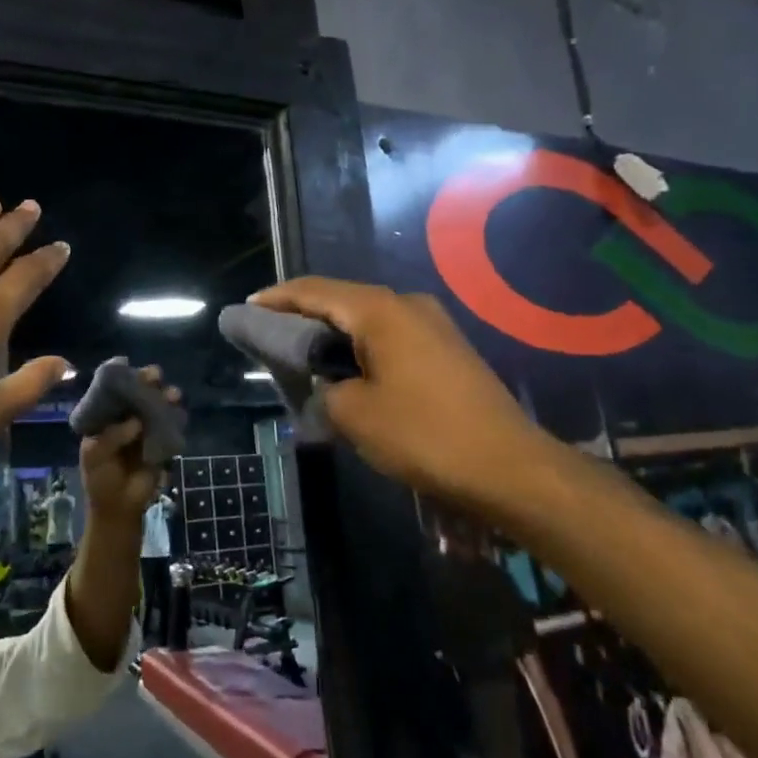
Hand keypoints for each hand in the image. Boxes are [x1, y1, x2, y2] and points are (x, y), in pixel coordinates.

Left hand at [78, 365, 180, 526]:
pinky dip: (177, 416)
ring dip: (166, 396)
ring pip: (157, 404)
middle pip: (138, 391)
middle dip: (147, 380)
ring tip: (172, 395)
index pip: (111, 389)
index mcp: (105, 415)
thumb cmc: (100, 478)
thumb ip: (110, 437)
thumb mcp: (94, 456)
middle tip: (154, 376)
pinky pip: (171, 424)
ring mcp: (146, 426)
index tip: (126, 363)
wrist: (119, 507)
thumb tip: (135, 422)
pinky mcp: (162, 440)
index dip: (118, 374)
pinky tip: (179, 414)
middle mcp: (126, 415)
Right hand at [248, 277, 560, 517]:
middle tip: (270, 332)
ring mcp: (434, 324)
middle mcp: (408, 304)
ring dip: (334, 332)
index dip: (278, 298)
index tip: (248, 307)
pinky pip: (391, 335)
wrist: (509, 466)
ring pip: (368, 318)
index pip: (315, 291)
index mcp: (380, 310)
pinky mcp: (448, 348)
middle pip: (342, 299)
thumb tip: (328, 383)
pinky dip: (361, 346)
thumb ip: (325, 388)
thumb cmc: (423, 435)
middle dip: (304, 314)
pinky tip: (349, 369)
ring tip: (304, 353)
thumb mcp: (354, 414)